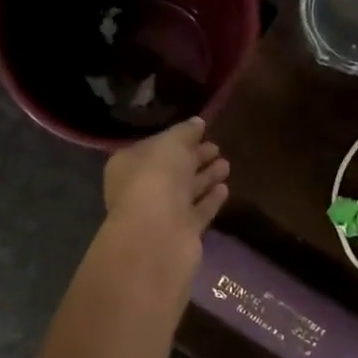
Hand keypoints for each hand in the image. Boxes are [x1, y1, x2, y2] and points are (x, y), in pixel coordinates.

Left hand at [101, 117, 230, 265]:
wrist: (158, 235)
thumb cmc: (157, 179)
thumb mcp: (171, 144)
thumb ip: (185, 132)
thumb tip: (197, 122)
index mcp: (130, 165)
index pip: (156, 147)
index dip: (177, 139)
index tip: (201, 131)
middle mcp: (142, 189)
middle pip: (172, 170)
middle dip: (194, 158)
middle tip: (217, 147)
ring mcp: (162, 213)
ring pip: (186, 191)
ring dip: (206, 177)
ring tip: (227, 164)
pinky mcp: (181, 233)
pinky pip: (198, 211)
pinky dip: (210, 200)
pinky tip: (225, 188)